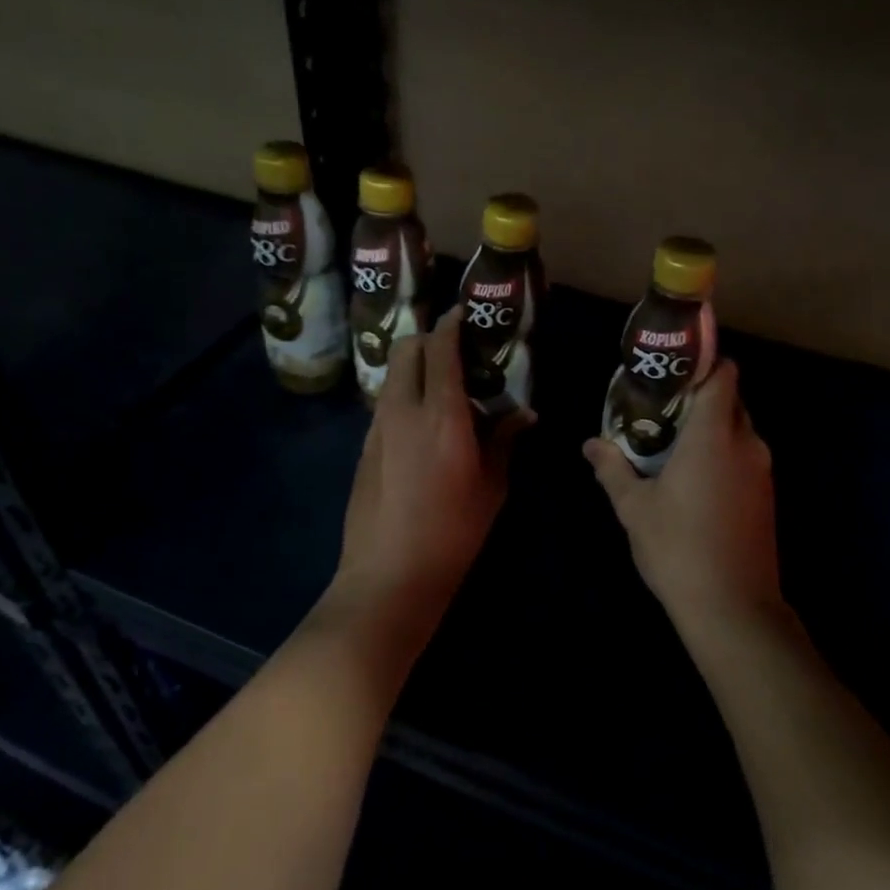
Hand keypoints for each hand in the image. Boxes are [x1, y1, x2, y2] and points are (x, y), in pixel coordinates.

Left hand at [330, 306, 527, 637]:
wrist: (388, 576)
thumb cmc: (452, 533)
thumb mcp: (492, 487)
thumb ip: (505, 441)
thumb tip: (524, 414)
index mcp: (442, 416)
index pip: (441, 349)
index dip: (452, 323)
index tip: (465, 313)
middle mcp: (404, 409)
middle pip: (408, 348)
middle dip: (430, 338)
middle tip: (457, 351)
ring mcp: (378, 426)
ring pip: (393, 374)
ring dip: (416, 367)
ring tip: (444, 388)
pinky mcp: (364, 446)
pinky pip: (386, 402)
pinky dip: (405, 395)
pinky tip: (424, 424)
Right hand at [584, 361, 781, 635]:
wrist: (734, 609)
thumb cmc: (678, 548)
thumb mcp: (634, 508)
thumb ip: (612, 469)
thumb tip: (591, 444)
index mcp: (714, 435)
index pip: (724, 374)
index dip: (702, 364)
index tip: (672, 372)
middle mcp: (746, 443)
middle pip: (730, 400)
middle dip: (698, 398)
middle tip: (659, 410)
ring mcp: (761, 472)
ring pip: (737, 430)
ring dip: (709, 430)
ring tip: (670, 444)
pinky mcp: (766, 497)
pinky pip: (744, 457)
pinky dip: (721, 455)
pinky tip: (692, 480)